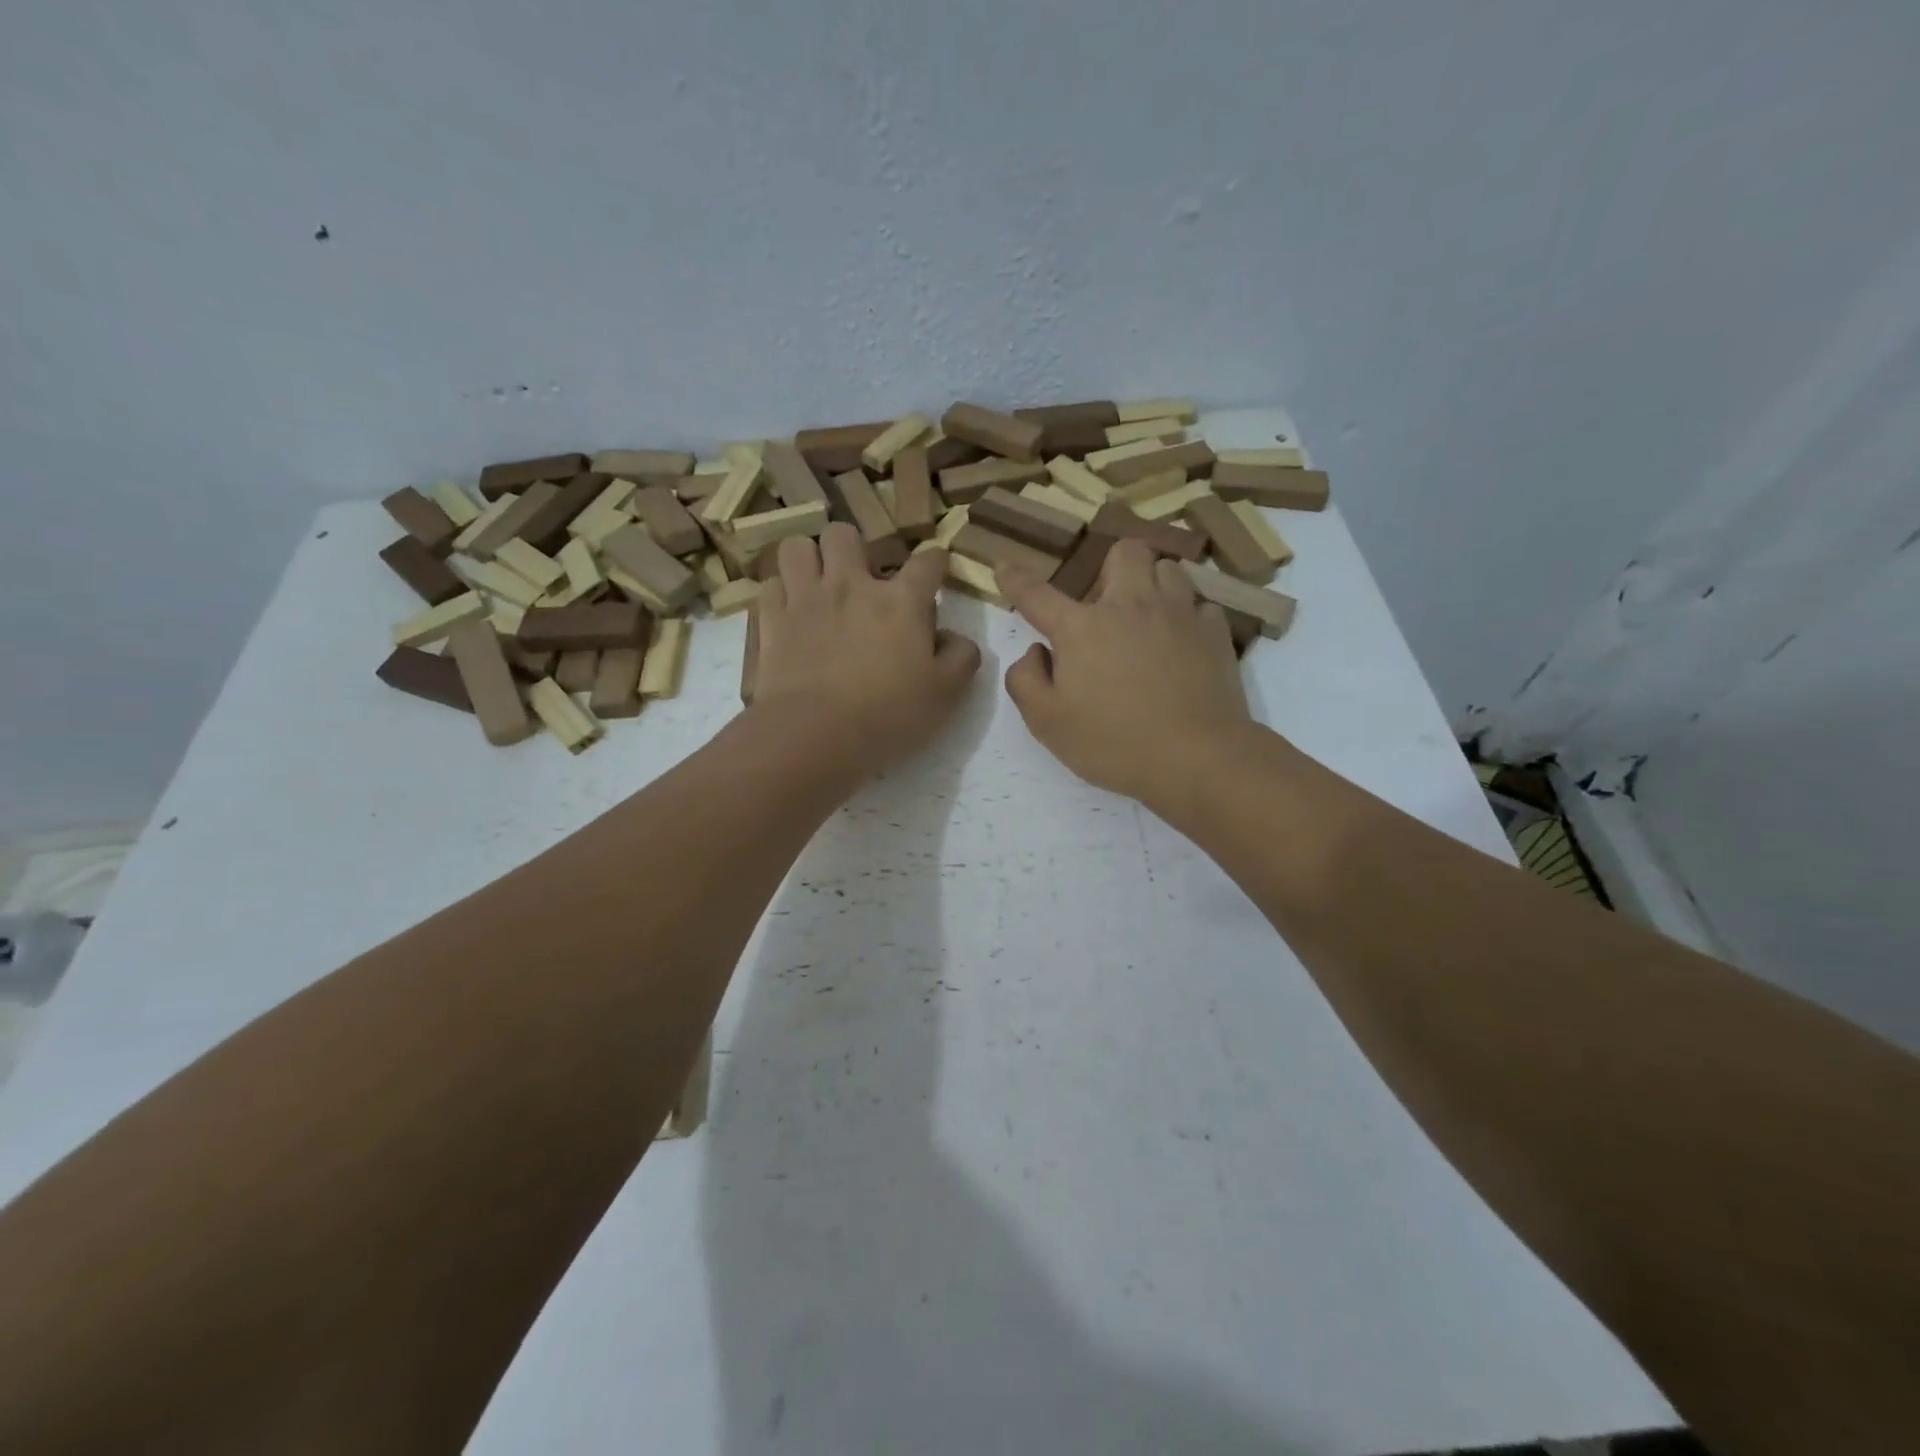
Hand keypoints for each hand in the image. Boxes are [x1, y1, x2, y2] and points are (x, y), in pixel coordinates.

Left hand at [751, 524, 980, 774]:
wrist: (815, 735)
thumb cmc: (888, 715)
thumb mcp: (945, 695)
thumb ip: (960, 659)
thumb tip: (956, 638)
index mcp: (901, 600)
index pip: (927, 561)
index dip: (936, 562)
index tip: (936, 571)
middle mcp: (851, 585)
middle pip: (845, 534)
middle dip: (854, 548)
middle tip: (859, 577)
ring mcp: (806, 598)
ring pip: (798, 547)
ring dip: (809, 559)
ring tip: (817, 583)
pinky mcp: (772, 620)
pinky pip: (771, 585)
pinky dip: (781, 592)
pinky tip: (790, 610)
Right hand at [999, 540, 1250, 806]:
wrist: (1197, 758)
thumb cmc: (1113, 743)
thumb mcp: (1047, 723)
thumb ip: (1026, 681)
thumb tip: (1036, 651)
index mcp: (1082, 628)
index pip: (1038, 594)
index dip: (1016, 579)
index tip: (1004, 567)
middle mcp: (1131, 605)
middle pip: (1124, 552)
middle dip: (1110, 568)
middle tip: (1106, 605)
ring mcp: (1179, 614)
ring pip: (1168, 569)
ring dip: (1153, 585)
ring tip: (1148, 619)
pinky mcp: (1215, 632)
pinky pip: (1200, 606)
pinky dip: (1188, 619)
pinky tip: (1183, 645)